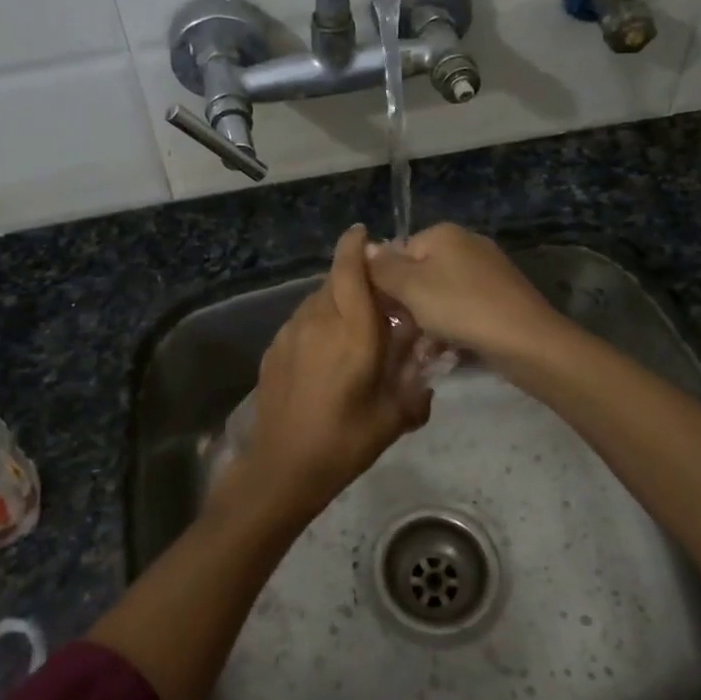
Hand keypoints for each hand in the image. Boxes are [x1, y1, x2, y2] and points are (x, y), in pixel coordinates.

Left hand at [235, 225, 430, 522]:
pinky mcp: (274, 349)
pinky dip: (317, 322)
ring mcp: (290, 333)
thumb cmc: (345, 442)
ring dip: (334, 301)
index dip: (355, 246)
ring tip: (351, 327)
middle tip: (375, 297)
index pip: (350, 271)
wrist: (283, 467)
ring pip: (315, 300)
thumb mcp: (394, 416)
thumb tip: (427, 371)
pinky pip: (301, 321)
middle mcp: (318, 322)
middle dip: (353, 278)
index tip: (363, 232)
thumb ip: (416, 385)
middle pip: (334, 281)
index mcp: (353, 333)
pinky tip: (325, 352)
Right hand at [366, 223, 562, 362]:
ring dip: (427, 322)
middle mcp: (466, 245)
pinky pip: (463, 310)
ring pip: (440, 296)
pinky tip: (445, 353)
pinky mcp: (500, 298)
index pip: (397, 252)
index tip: (381, 312)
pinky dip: (452, 328)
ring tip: (421, 351)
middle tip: (400, 335)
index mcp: (443, 234)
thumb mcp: (411, 287)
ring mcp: (486, 272)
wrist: (526, 341)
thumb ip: (382, 267)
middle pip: (419, 274)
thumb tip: (363, 246)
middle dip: (407, 306)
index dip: (385, 283)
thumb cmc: (460, 307)